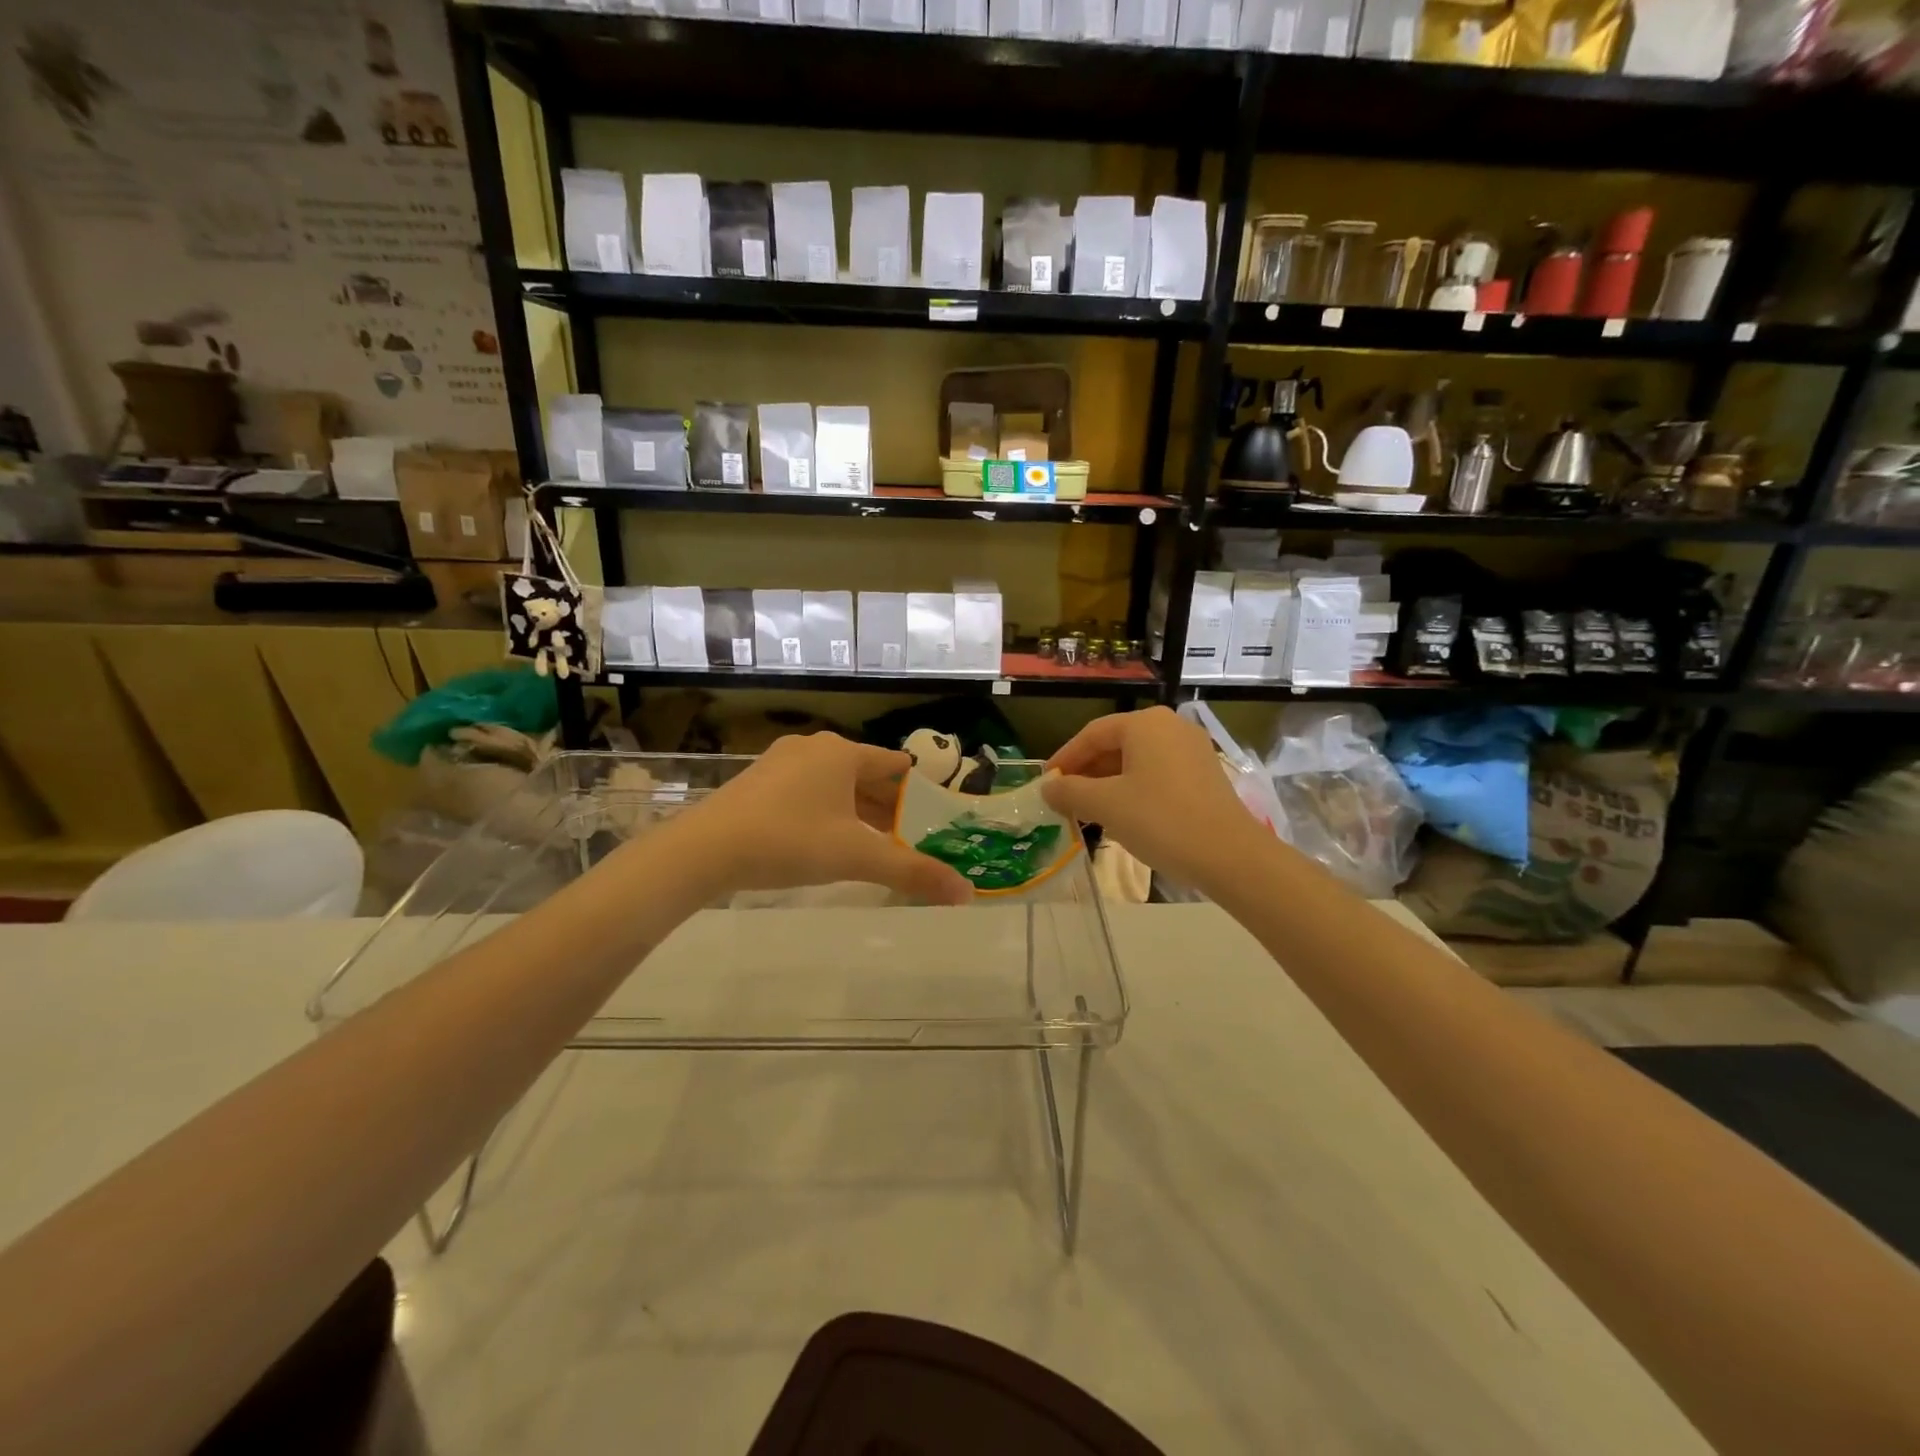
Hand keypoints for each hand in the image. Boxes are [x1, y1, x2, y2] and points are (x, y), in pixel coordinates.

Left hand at [666, 733, 972, 904]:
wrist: (704, 849)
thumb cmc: (789, 841)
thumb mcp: (856, 857)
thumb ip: (912, 872)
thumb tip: (967, 893)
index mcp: (842, 753)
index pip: (895, 764)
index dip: (918, 790)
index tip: (935, 816)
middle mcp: (814, 748)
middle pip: (865, 774)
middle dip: (888, 806)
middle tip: (910, 837)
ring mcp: (781, 762)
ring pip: (834, 784)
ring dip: (856, 811)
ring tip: (875, 843)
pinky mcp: (758, 782)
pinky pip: (807, 791)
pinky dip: (826, 812)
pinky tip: (827, 840)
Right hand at [1042, 707, 1268, 889]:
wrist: (1230, 856)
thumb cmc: (1160, 821)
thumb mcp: (1105, 806)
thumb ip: (1070, 792)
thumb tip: (1048, 788)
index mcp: (1145, 724)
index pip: (1092, 734)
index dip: (1065, 758)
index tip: (1046, 782)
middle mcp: (1170, 727)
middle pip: (1115, 744)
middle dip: (1087, 772)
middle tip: (1065, 798)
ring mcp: (1192, 749)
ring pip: (1137, 760)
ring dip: (1108, 782)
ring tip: (1089, 810)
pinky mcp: (1205, 774)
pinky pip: (1158, 773)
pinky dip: (1134, 788)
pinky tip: (1124, 814)